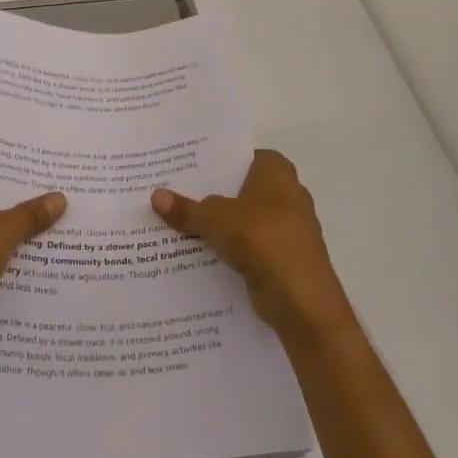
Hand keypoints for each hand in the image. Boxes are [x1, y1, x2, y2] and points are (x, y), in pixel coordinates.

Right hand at [151, 149, 354, 341]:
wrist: (302, 302)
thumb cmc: (263, 241)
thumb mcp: (216, 220)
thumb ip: (187, 208)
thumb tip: (155, 196)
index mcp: (277, 172)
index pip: (241, 155)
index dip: (214, 160)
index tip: (184, 166)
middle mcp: (286, 194)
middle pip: (239, 188)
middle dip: (210, 193)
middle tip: (172, 192)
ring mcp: (287, 228)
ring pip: (242, 219)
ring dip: (217, 224)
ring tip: (177, 222)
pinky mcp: (283, 258)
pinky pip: (247, 245)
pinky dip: (227, 248)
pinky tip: (197, 253)